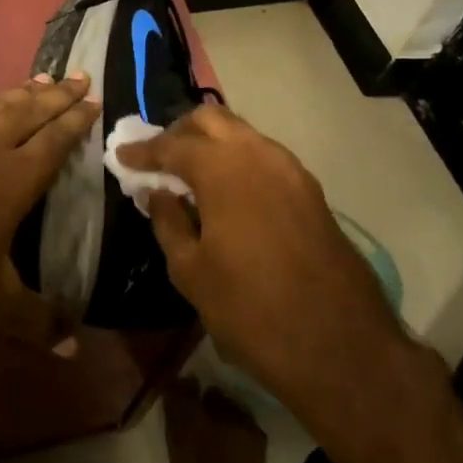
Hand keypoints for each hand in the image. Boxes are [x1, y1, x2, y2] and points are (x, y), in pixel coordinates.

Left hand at [0, 72, 98, 347]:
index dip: (77, 119)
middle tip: (80, 75)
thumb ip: (36, 323)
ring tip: (41, 79)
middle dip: (59, 95)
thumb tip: (77, 349)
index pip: (56, 140)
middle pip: (31, 111)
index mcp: (15, 178)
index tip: (95, 99)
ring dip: (20, 91)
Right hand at [117, 106, 414, 430]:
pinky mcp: (309, 189)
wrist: (340, 343)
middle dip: (179, 132)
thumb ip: (168, 222)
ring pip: (241, 133)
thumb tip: (157, 193)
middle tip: (158, 159)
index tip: (122, 155)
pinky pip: (263, 156)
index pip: (173, 144)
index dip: (144, 150)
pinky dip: (237, 159)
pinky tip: (227, 191)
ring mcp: (290, 168)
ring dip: (211, 143)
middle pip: (210, 119)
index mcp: (223, 168)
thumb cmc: (251, 309)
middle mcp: (257, 153)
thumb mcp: (191, 272)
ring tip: (190, 175)